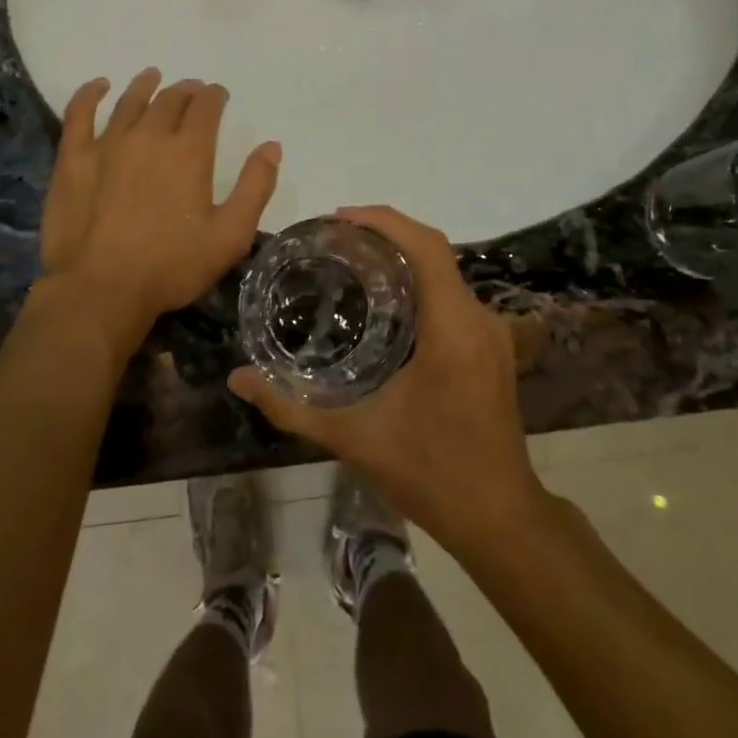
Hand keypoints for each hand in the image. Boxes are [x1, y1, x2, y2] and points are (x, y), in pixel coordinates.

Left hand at [40, 68, 281, 352]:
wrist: (100, 288)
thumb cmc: (170, 266)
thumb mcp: (229, 236)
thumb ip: (255, 187)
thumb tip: (271, 146)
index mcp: (189, 151)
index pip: (206, 107)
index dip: (215, 96)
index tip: (219, 95)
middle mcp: (149, 135)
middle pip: (170, 99)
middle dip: (186, 91)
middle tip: (192, 91)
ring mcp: (107, 143)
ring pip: (130, 101)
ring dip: (146, 85)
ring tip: (153, 77)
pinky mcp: (74, 158)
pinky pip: (80, 113)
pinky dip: (90, 94)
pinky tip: (99, 86)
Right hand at [229, 205, 547, 552]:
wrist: (499, 518)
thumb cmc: (430, 474)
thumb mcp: (354, 439)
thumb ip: (290, 407)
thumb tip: (237, 378)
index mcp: (453, 328)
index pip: (426, 246)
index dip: (383, 221)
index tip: (338, 218)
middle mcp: (479, 319)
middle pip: (434, 250)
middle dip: (385, 233)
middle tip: (334, 241)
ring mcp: (491, 332)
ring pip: (445, 271)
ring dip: (402, 257)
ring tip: (352, 262)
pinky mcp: (492, 346)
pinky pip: (453, 294)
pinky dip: (419, 283)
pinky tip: (385, 303)